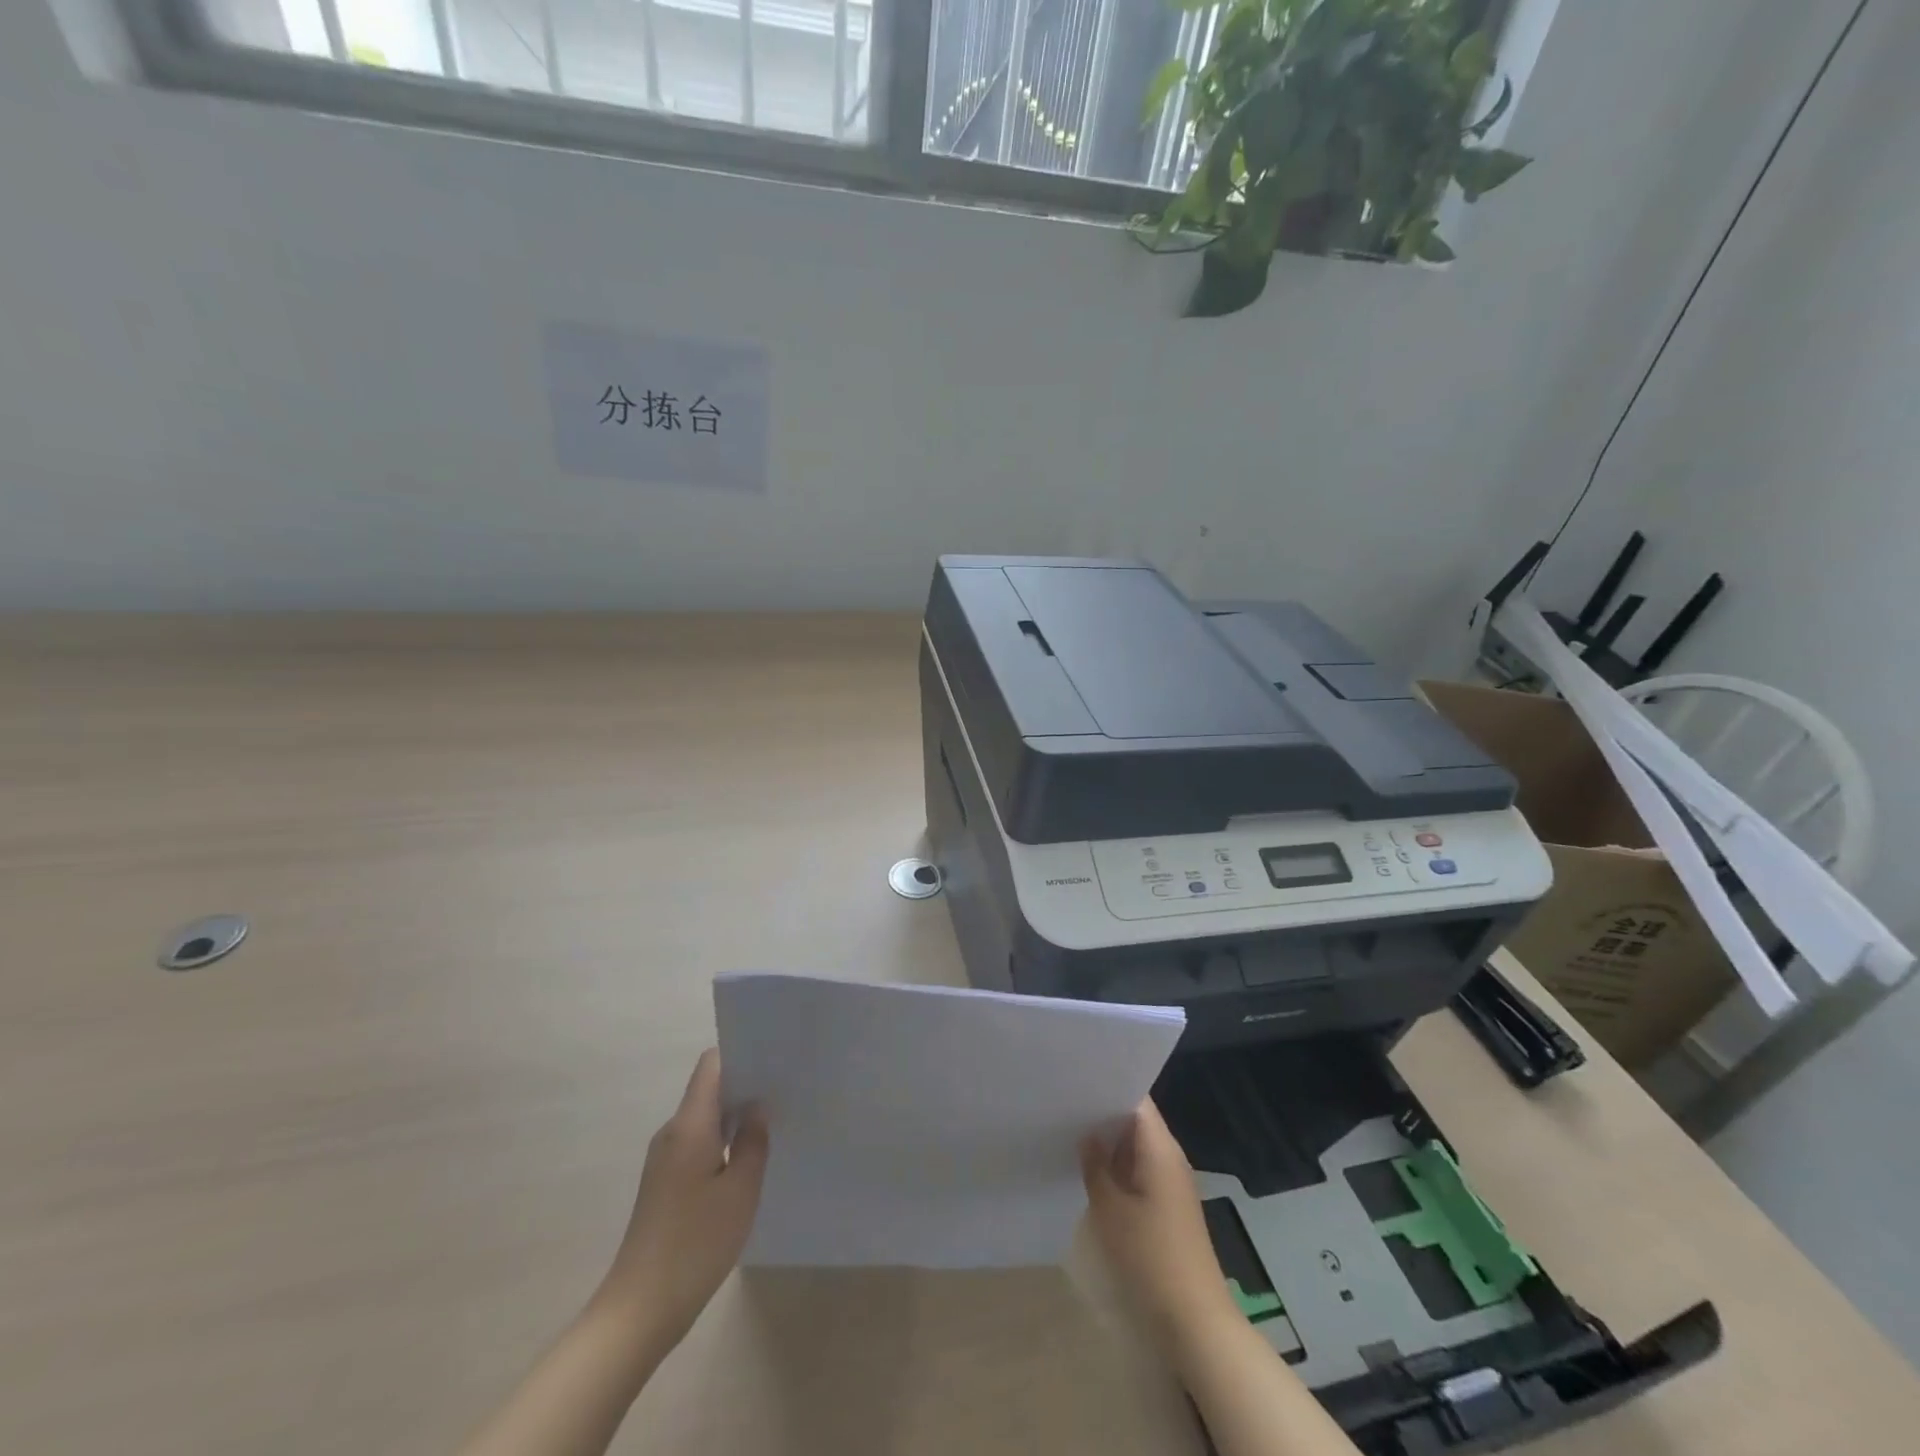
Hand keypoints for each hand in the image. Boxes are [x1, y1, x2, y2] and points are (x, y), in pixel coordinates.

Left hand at [595, 1049, 768, 1355]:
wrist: (639, 1310)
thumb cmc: (695, 1244)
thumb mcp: (741, 1191)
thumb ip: (754, 1141)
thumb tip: (758, 1107)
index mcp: (690, 1125)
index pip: (711, 1065)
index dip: (740, 1055)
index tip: (772, 1060)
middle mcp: (672, 1132)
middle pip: (708, 1089)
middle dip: (744, 1086)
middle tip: (784, 1090)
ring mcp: (665, 1159)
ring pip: (704, 1118)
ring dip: (735, 1117)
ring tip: (773, 1124)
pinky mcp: (664, 1183)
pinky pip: (698, 1143)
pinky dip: (722, 1142)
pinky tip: (746, 1162)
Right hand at [1082, 1099, 1237, 1354]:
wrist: (1194, 1320)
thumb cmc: (1150, 1257)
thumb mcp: (1110, 1209)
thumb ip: (1095, 1165)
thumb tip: (1087, 1134)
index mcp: (1160, 1148)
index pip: (1136, 1099)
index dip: (1108, 1085)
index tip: (1076, 1079)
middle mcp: (1170, 1157)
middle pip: (1136, 1121)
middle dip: (1103, 1113)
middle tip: (1064, 1104)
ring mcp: (1171, 1183)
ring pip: (1136, 1147)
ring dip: (1109, 1143)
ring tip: (1069, 1132)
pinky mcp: (1168, 1206)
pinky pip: (1140, 1171)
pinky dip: (1118, 1167)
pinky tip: (1091, 1172)